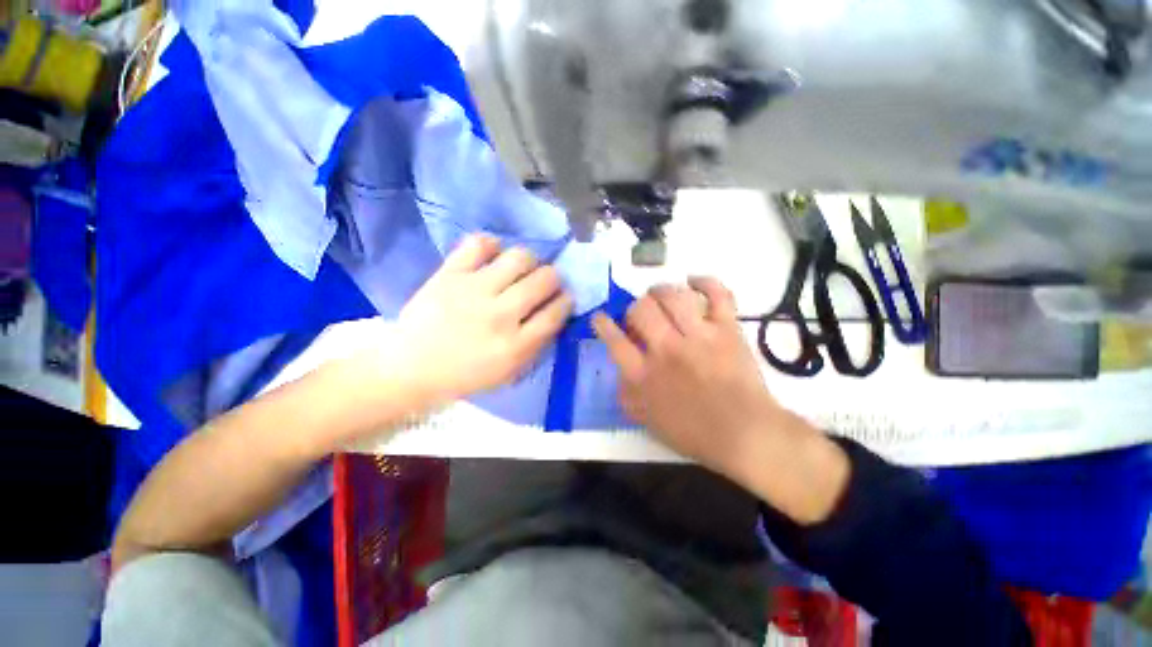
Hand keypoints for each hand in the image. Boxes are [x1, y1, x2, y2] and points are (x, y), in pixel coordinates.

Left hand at [389, 234, 573, 401]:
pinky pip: (479, 244)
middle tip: (545, 282)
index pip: (556, 312)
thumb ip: (537, 344)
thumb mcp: (509, 372)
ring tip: (522, 268)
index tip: (565, 297)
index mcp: (515, 345)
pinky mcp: (450, 274)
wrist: (411, 367)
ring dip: (529, 260)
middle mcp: (500, 315)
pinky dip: (492, 245)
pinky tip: (493, 256)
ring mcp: (474, 291)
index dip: (566, 300)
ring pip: (519, 257)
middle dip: (553, 278)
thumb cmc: (465, 374)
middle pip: (544, 280)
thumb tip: (556, 313)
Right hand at [593, 277, 849, 523]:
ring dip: (660, 291)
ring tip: (659, 295)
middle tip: (640, 315)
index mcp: (644, 375)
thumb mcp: (646, 420)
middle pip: (641, 310)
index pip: (614, 340)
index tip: (601, 317)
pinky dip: (705, 282)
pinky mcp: (727, 329)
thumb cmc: (693, 432)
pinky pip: (717, 294)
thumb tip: (619, 370)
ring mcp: (698, 336)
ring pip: (672, 296)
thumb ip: (626, 393)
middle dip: (635, 307)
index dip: (603, 324)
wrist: (744, 434)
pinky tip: (693, 281)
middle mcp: (667, 349)